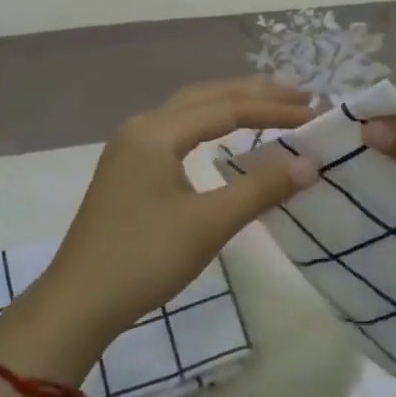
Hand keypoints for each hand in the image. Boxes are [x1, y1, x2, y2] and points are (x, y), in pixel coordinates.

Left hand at [25, 79, 318, 358]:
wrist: (78, 302)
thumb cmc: (144, 258)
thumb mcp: (208, 224)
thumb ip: (260, 189)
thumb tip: (310, 164)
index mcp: (157, 132)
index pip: (228, 108)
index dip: (275, 109)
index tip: (316, 114)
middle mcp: (142, 127)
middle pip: (207, 97)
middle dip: (255, 94)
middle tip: (301, 95)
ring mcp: (131, 147)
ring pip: (190, 111)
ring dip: (232, 105)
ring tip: (272, 105)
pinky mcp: (129, 169)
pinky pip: (178, 131)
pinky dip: (211, 125)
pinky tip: (226, 135)